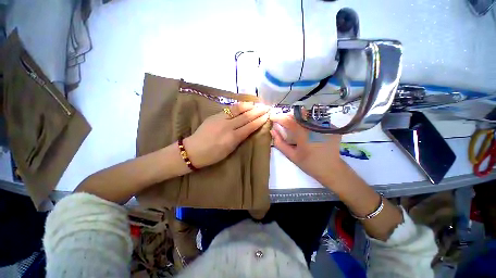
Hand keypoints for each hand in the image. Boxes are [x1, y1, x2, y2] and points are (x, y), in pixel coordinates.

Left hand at [184, 102, 269, 167]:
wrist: (194, 150)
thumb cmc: (213, 155)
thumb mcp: (230, 150)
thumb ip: (239, 138)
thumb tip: (249, 129)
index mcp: (232, 138)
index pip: (250, 127)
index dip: (259, 121)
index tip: (267, 116)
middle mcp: (228, 126)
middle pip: (246, 117)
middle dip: (258, 112)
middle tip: (266, 108)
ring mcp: (221, 119)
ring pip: (238, 110)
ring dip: (249, 106)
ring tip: (257, 104)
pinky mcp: (215, 115)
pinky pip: (230, 109)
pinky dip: (239, 106)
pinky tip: (245, 105)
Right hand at [270, 113, 344, 184]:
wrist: (331, 169)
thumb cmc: (309, 164)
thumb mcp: (291, 156)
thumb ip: (280, 143)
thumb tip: (273, 130)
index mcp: (304, 135)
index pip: (288, 120)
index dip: (278, 117)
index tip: (272, 117)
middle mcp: (314, 127)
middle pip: (297, 115)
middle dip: (287, 116)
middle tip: (281, 121)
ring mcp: (324, 125)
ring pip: (306, 115)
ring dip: (296, 117)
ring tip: (292, 124)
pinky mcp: (330, 127)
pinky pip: (315, 119)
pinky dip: (307, 121)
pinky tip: (305, 128)